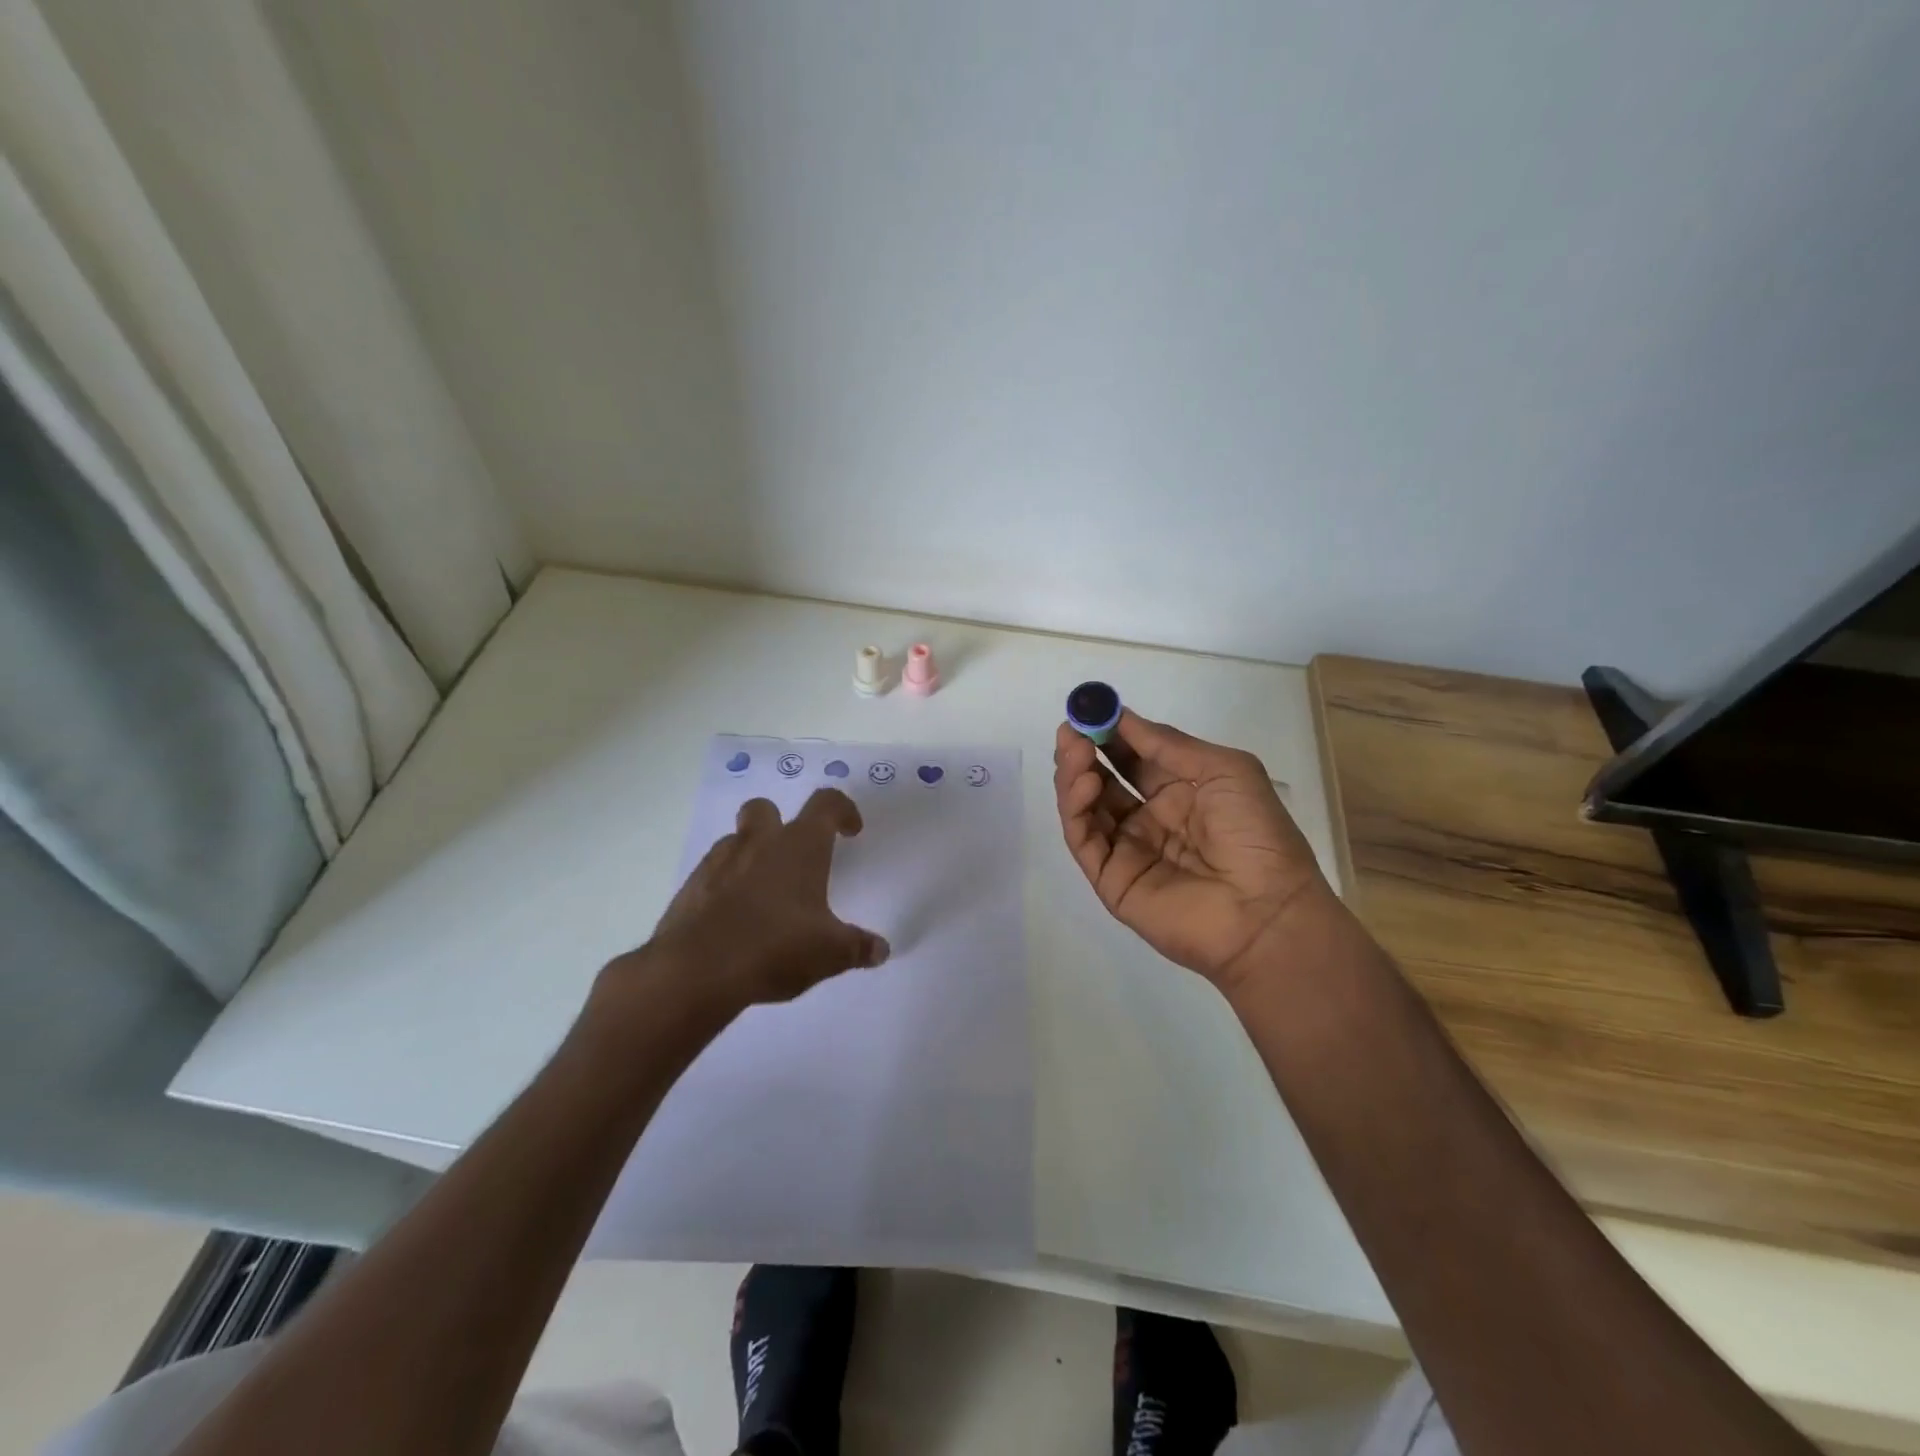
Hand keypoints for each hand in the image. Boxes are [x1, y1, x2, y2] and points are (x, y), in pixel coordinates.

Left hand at [617, 789, 890, 1017]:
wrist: (696, 971)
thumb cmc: (775, 947)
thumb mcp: (829, 953)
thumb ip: (857, 947)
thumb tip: (881, 950)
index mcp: (800, 846)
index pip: (826, 804)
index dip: (842, 810)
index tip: (851, 831)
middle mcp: (759, 843)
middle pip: (765, 808)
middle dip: (779, 823)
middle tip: (793, 856)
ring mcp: (718, 862)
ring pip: (736, 840)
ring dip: (750, 855)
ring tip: (764, 893)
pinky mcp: (690, 888)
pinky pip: (712, 873)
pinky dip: (725, 885)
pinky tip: (734, 919)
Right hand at [1053, 712, 1333, 991]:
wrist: (1266, 912)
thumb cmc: (1255, 833)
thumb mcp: (1225, 769)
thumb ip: (1168, 744)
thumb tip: (1122, 717)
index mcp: (1181, 793)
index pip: (1133, 758)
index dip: (1110, 734)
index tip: (1089, 710)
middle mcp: (1150, 819)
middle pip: (1103, 781)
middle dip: (1084, 752)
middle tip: (1070, 730)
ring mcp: (1128, 851)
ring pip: (1086, 808)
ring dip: (1075, 775)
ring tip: (1076, 752)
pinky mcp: (1111, 879)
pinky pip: (1084, 839)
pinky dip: (1075, 809)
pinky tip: (1085, 783)